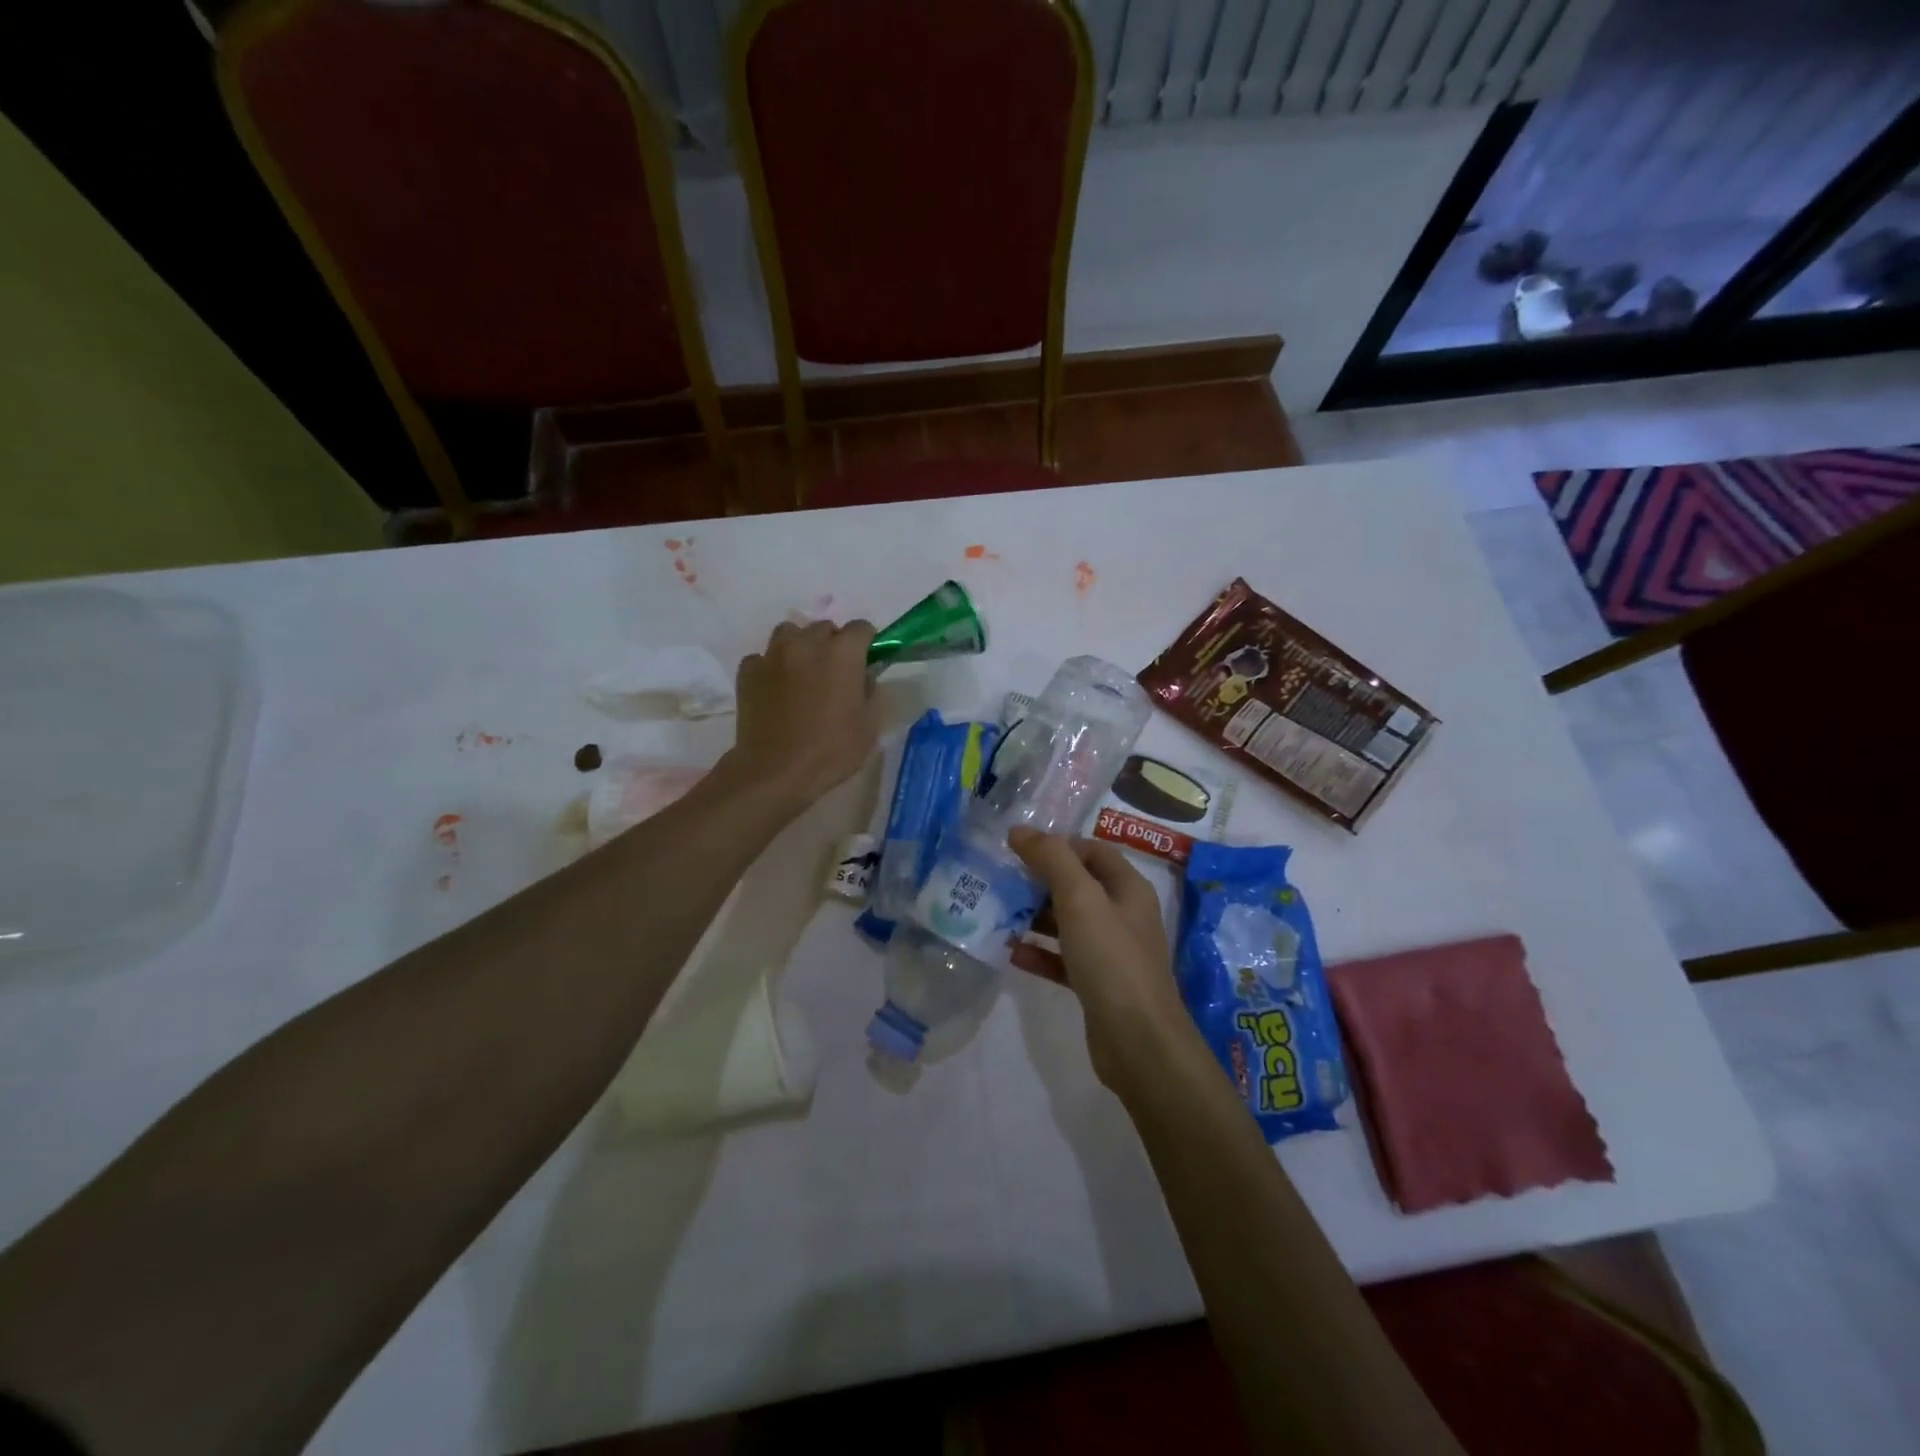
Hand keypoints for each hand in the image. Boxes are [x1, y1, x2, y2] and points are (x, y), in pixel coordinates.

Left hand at [728, 619, 881, 812]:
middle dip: (832, 644)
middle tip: (834, 673)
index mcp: (842, 653)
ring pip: (790, 634)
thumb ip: (871, 692)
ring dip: (800, 647)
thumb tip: (863, 677)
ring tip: (802, 673)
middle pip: (824, 628)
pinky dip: (771, 667)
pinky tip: (775, 689)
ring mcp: (773, 655)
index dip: (867, 643)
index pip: (861, 628)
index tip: (866, 661)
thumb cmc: (831, 750)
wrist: (775, 771)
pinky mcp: (748, 671)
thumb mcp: (869, 726)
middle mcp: (807, 643)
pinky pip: (763, 657)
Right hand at [1008, 829, 1189, 1091]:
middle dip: (1040, 881)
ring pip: (1068, 923)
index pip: (1093, 851)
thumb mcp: (1080, 899)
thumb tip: (1020, 831)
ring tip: (997, 913)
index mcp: (1128, 889)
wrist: (1138, 1042)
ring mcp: (1111, 952)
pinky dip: (1039, 953)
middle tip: (1000, 879)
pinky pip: (1063, 959)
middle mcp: (1123, 915)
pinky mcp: (1097, 984)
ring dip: (1034, 917)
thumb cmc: (1111, 959)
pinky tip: (1011, 953)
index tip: (1019, 849)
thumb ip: (1051, 859)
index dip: (1058, 845)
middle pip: (1078, 886)